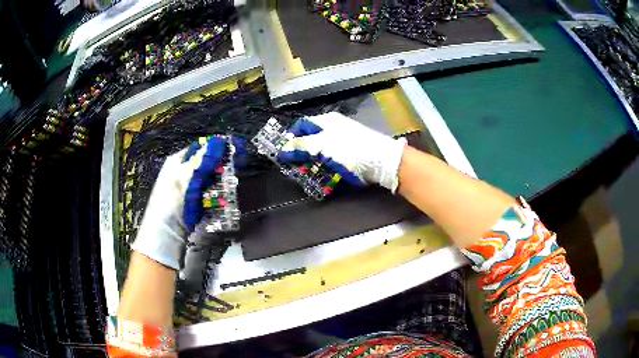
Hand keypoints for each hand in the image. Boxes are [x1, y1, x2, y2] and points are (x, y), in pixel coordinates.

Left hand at [132, 136, 243, 269]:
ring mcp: (187, 188)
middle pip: (206, 163)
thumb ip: (202, 160)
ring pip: (209, 179)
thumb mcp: (186, 178)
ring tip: (229, 186)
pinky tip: (221, 200)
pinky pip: (208, 194)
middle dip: (220, 166)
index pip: (200, 147)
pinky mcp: (192, 203)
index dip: (216, 147)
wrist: (166, 234)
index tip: (232, 149)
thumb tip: (218, 142)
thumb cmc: (171, 203)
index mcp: (177, 161)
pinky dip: (216, 195)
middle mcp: (182, 172)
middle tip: (233, 169)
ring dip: (219, 182)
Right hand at [278, 112, 406, 191]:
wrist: (381, 161)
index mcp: (326, 121)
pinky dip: (324, 165)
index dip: (291, 137)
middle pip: (310, 138)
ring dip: (312, 161)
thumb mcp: (322, 146)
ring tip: (306, 173)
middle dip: (301, 152)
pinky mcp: (349, 153)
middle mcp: (333, 128)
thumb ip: (301, 145)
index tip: (284, 153)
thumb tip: (283, 147)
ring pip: (320, 150)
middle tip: (294, 166)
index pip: (302, 125)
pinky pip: (331, 158)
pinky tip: (322, 174)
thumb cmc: (350, 149)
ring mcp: (343, 140)